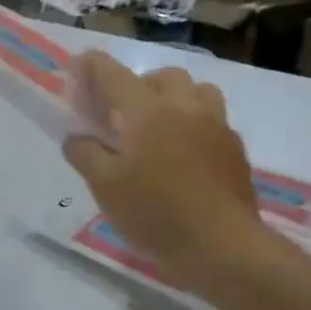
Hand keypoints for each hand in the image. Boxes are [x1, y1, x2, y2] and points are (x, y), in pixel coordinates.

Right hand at [62, 53, 266, 291]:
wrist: (220, 245)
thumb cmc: (155, 212)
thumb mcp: (105, 187)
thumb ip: (85, 154)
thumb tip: (75, 137)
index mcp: (147, 111)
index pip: (113, 74)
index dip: (92, 65)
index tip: (79, 64)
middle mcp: (184, 107)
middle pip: (162, 76)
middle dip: (139, 83)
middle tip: (124, 112)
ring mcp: (216, 125)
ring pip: (197, 90)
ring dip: (175, 97)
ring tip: (161, 125)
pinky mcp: (235, 148)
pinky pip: (214, 119)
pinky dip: (196, 123)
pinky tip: (186, 153)